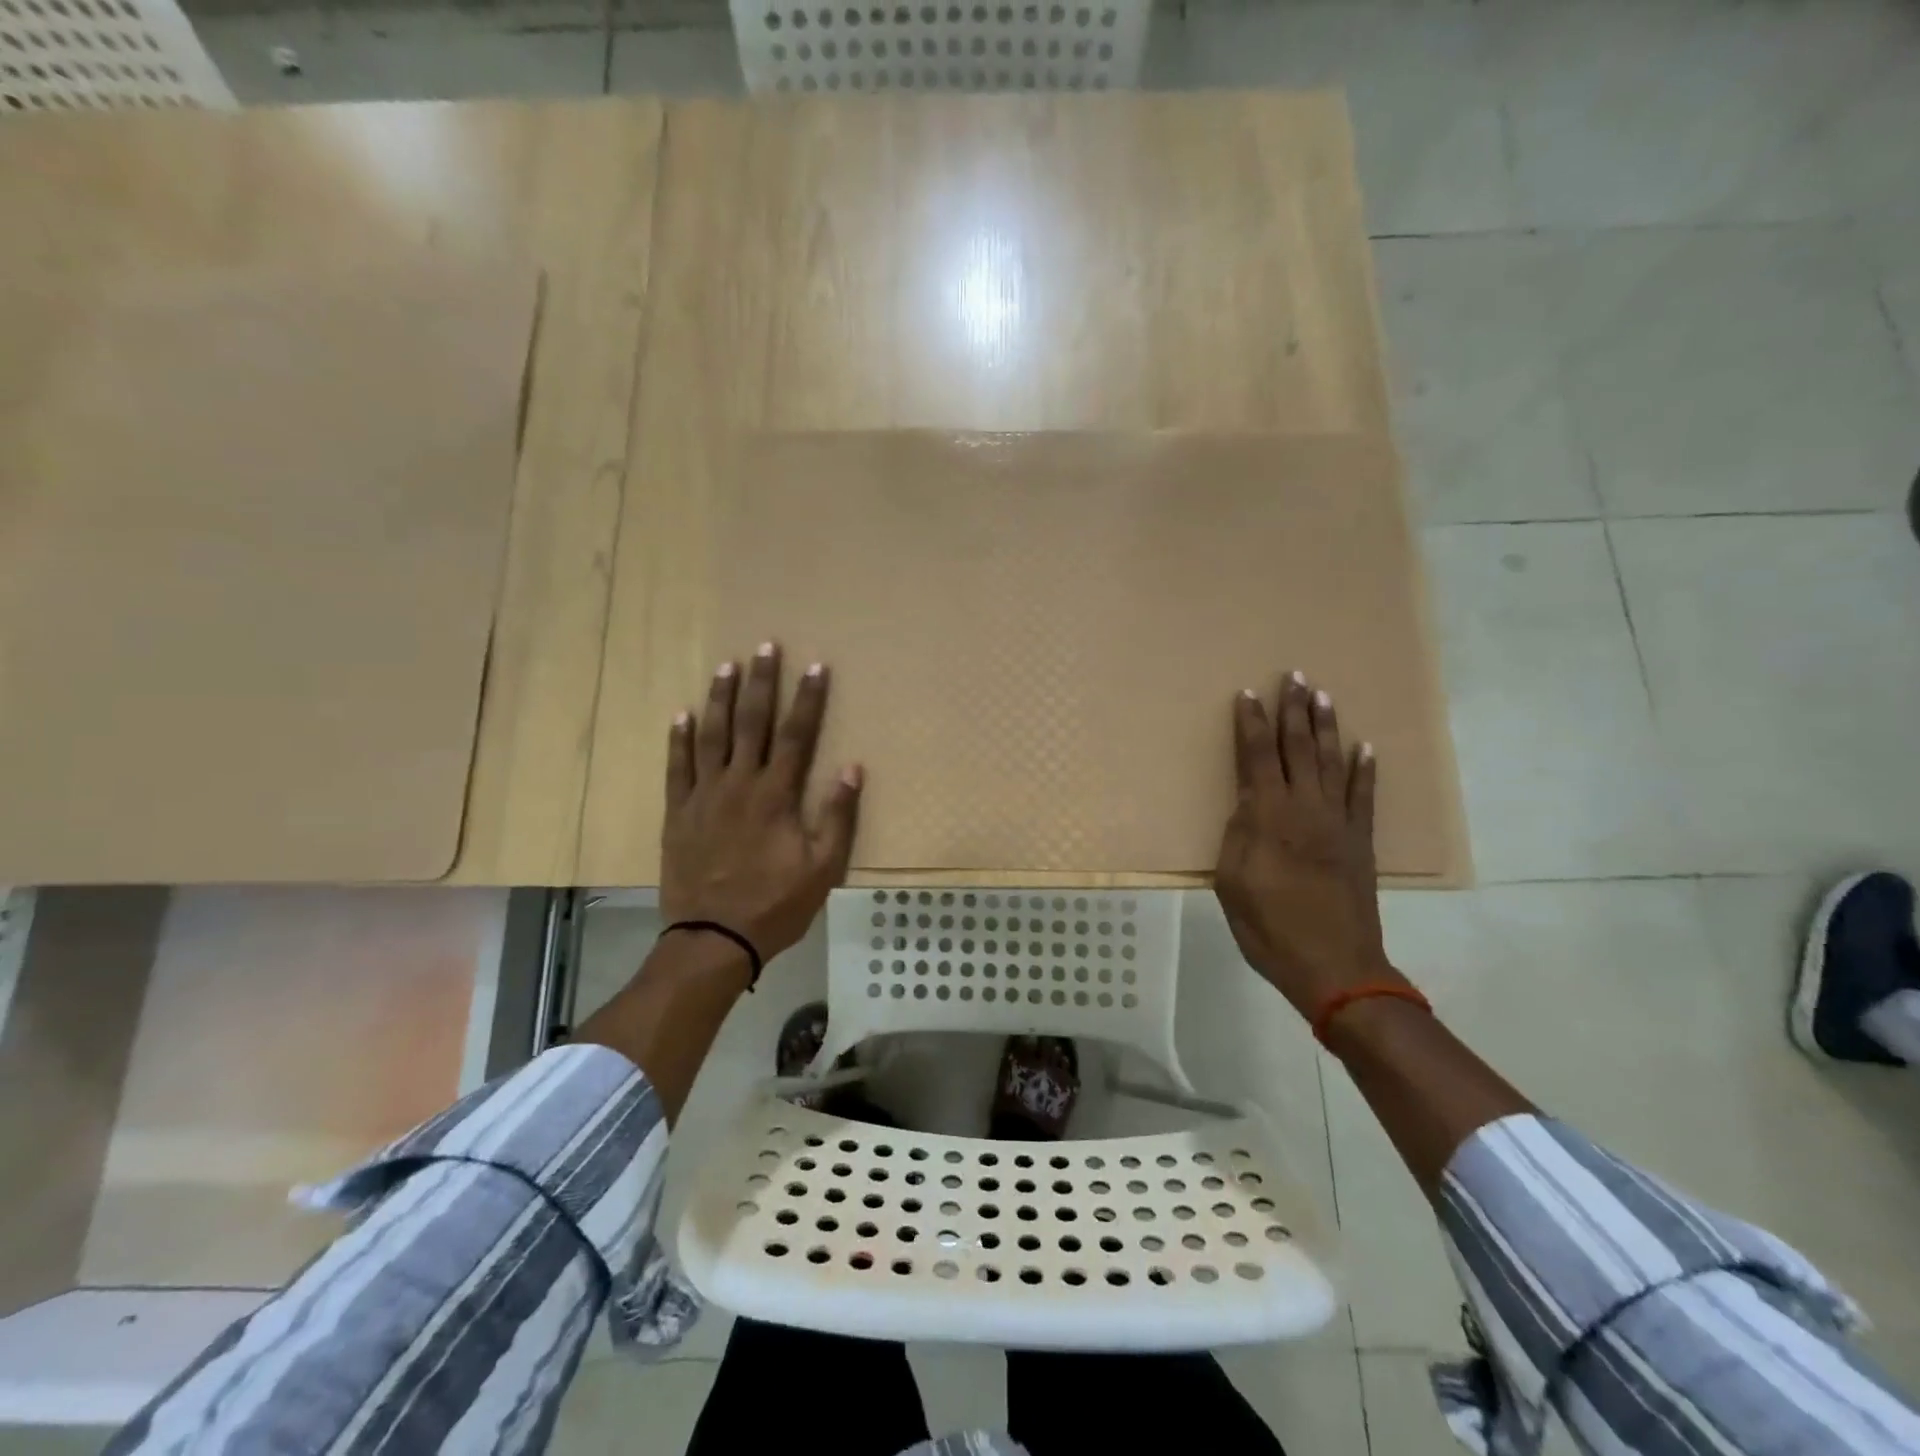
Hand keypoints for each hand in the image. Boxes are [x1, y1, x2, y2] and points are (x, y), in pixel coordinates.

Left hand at [660, 643, 862, 963]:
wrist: (714, 939)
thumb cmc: (775, 904)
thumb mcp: (822, 867)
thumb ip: (837, 816)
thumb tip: (852, 768)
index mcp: (776, 795)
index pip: (796, 735)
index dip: (808, 699)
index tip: (816, 666)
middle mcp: (739, 784)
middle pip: (751, 723)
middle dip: (761, 683)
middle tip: (765, 647)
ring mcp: (704, 796)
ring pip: (712, 736)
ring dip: (721, 699)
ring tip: (727, 667)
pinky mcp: (679, 813)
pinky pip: (677, 767)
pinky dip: (679, 739)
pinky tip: (683, 714)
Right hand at [1215, 671, 1405, 1017]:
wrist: (1334, 966)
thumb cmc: (1269, 928)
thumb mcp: (1231, 882)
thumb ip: (1238, 836)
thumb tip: (1248, 807)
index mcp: (1268, 817)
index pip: (1256, 756)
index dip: (1251, 724)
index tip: (1248, 694)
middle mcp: (1305, 808)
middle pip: (1297, 748)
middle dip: (1293, 710)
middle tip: (1294, 675)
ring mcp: (1338, 823)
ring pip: (1331, 762)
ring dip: (1326, 726)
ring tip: (1323, 694)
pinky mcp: (1361, 841)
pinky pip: (1364, 796)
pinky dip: (1364, 769)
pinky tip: (1364, 747)